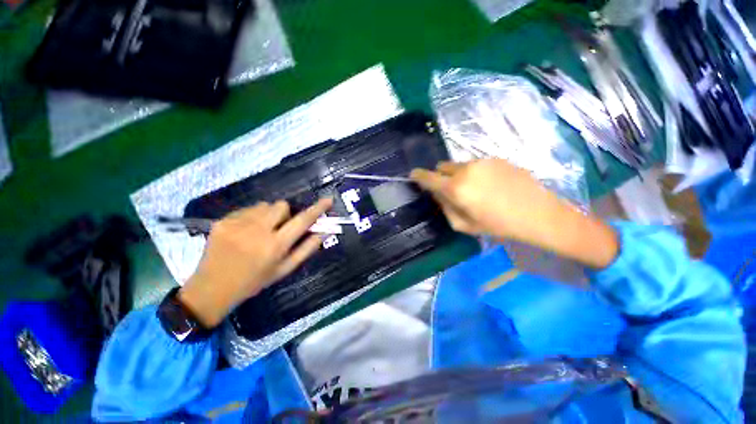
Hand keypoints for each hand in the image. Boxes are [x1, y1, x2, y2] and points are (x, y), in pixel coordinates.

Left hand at [178, 198, 332, 327]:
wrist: (212, 288)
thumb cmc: (254, 281)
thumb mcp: (284, 269)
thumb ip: (306, 249)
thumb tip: (323, 232)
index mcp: (275, 246)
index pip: (302, 221)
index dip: (317, 209)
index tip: (328, 200)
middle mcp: (257, 231)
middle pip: (282, 205)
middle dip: (286, 214)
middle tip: (279, 228)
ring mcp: (237, 224)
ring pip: (264, 205)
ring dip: (268, 215)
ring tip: (259, 231)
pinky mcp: (223, 221)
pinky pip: (246, 209)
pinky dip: (251, 217)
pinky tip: (244, 232)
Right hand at [411, 159, 617, 268]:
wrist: (539, 214)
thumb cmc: (498, 225)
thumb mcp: (464, 225)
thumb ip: (445, 207)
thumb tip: (437, 194)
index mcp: (455, 188)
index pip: (428, 177)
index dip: (418, 176)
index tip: (413, 175)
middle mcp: (465, 170)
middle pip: (442, 167)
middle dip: (441, 177)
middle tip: (453, 191)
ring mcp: (482, 161)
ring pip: (459, 165)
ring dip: (458, 175)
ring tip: (476, 190)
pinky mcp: (496, 158)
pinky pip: (475, 164)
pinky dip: (474, 173)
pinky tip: (490, 185)